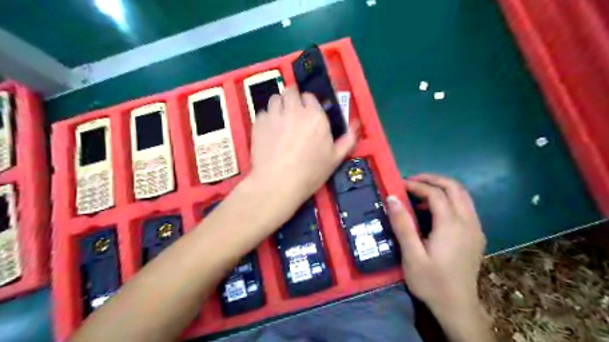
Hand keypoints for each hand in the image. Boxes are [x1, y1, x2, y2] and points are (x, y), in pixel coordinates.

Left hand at [250, 85, 356, 208]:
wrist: (278, 183)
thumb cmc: (310, 173)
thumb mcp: (335, 159)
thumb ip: (347, 140)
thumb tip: (356, 126)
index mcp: (315, 116)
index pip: (310, 96)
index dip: (308, 103)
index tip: (308, 114)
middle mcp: (294, 110)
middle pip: (290, 91)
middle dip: (292, 98)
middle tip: (293, 113)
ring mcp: (274, 115)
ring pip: (275, 98)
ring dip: (279, 105)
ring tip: (280, 120)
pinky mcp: (258, 123)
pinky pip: (262, 113)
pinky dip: (266, 119)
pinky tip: (268, 132)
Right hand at [390, 175, 485, 315]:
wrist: (458, 308)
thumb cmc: (431, 282)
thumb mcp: (411, 255)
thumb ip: (403, 224)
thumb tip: (392, 198)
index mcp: (451, 225)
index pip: (435, 193)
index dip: (416, 185)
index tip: (399, 185)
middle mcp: (468, 222)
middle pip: (454, 187)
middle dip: (432, 179)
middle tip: (411, 182)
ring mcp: (475, 228)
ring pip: (462, 195)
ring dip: (442, 188)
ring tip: (420, 193)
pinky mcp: (476, 235)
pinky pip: (465, 206)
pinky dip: (449, 199)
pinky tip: (434, 212)